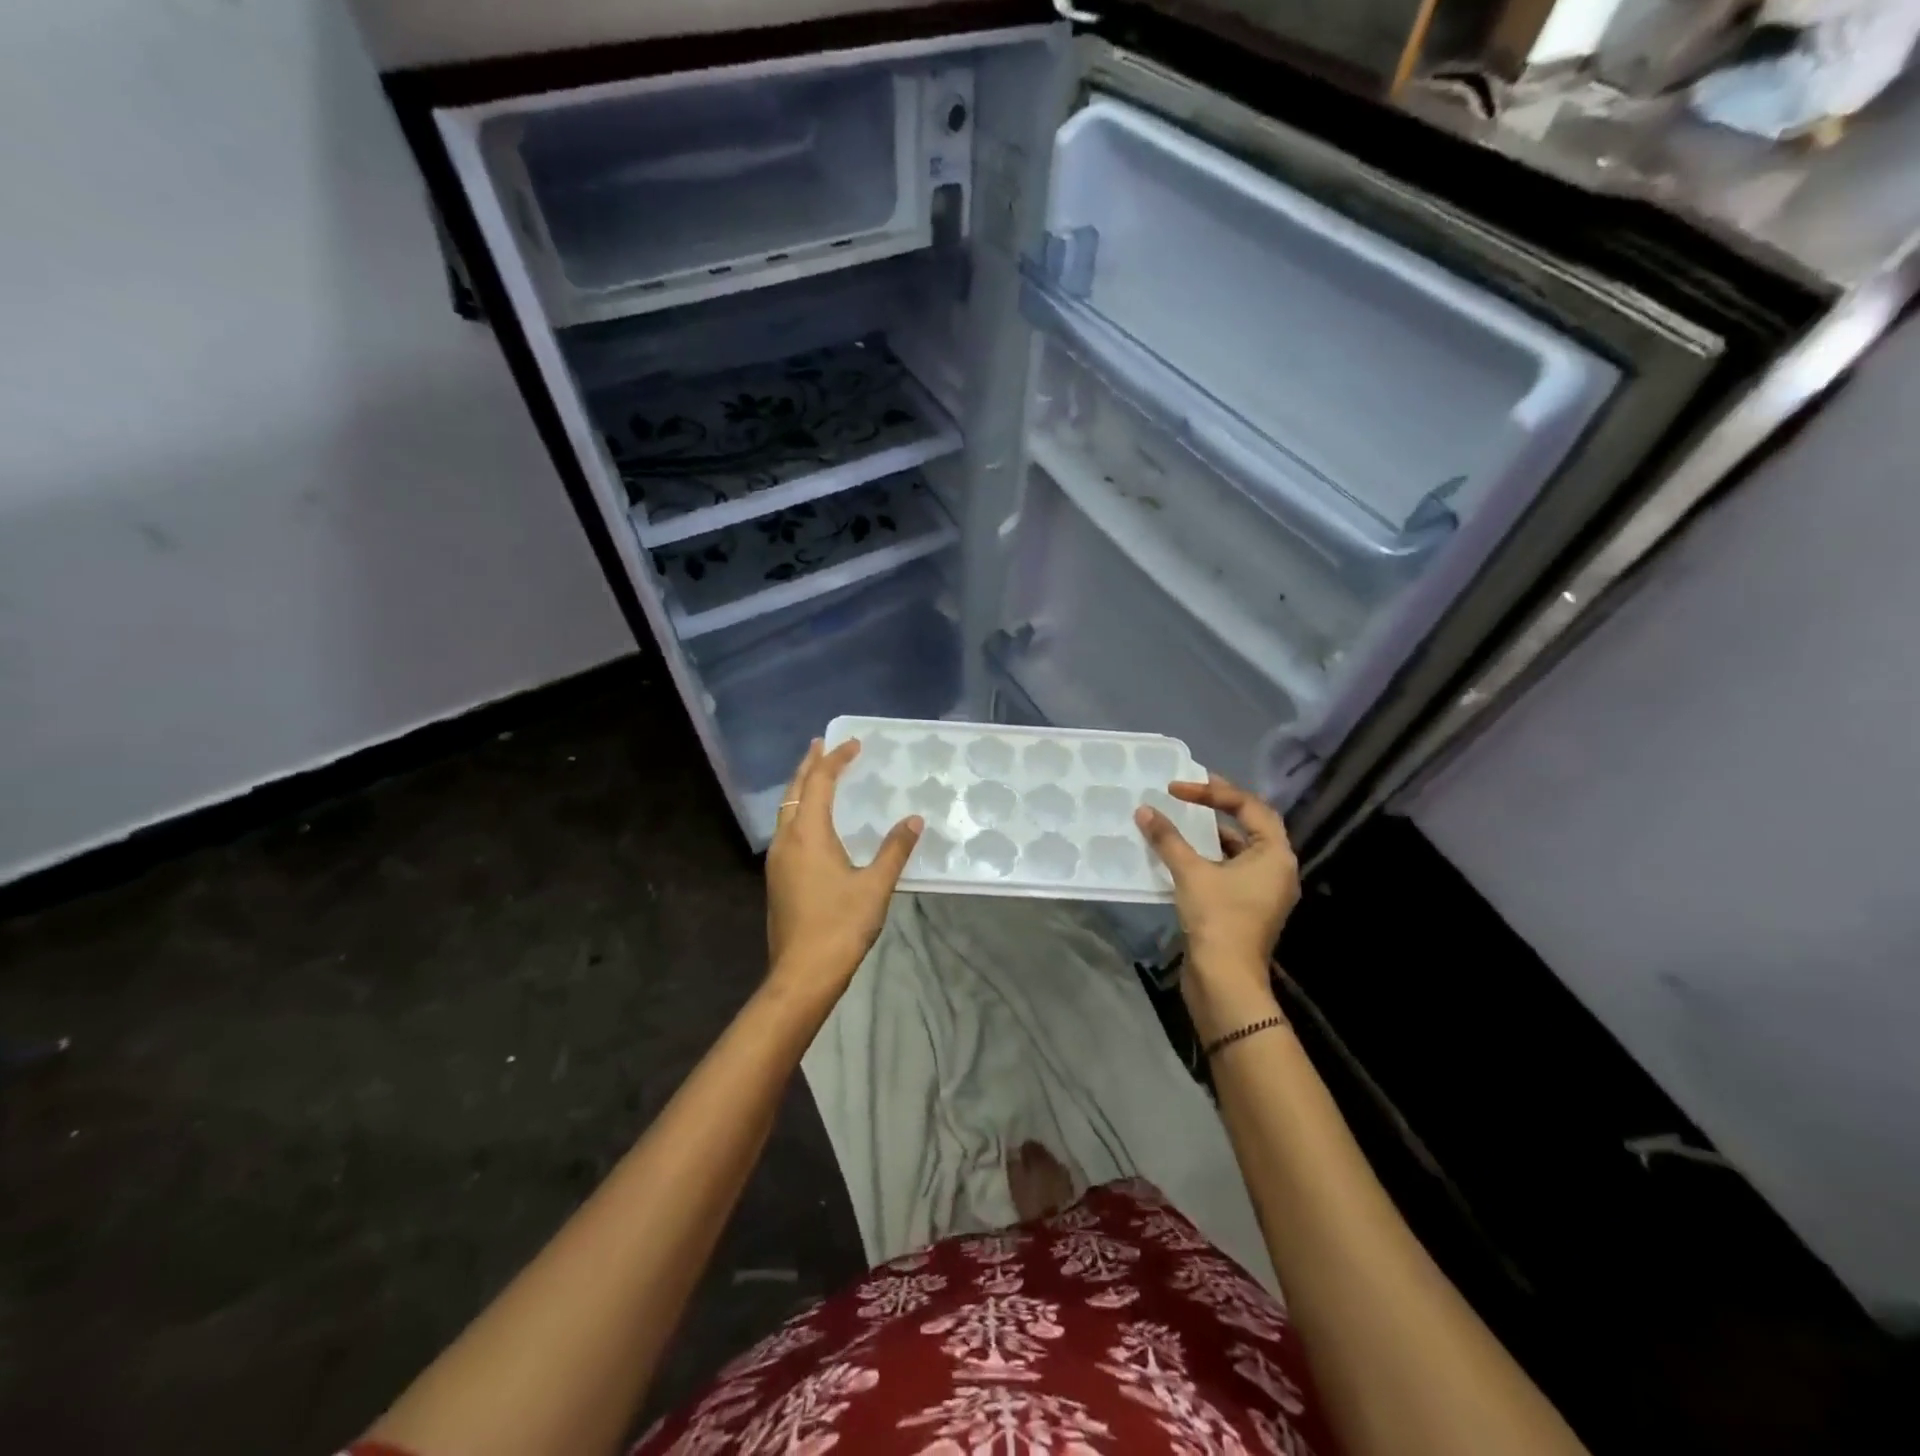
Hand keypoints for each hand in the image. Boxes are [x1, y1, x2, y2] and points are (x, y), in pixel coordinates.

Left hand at [765, 739, 922, 1004]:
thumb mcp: (875, 886)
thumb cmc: (840, 926)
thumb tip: (914, 820)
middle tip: (821, 745)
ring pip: (786, 811)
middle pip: (794, 792)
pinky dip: (799, 812)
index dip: (835, 760)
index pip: (818, 783)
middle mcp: (786, 841)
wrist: (802, 974)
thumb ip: (894, 850)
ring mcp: (777, 861)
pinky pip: (787, 830)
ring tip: (817, 777)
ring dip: (801, 789)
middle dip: (808, 766)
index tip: (852, 743)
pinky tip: (813, 824)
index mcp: (808, 835)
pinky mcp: (777, 879)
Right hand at [1136, 774, 1300, 1040]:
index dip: (1213, 791)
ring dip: (1210, 834)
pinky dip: (1207, 858)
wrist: (1225, 980)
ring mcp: (1264, 891)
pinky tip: (1180, 856)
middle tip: (1188, 791)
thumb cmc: (1217, 919)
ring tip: (1180, 821)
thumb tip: (1144, 810)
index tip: (1177, 789)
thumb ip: (1168, 838)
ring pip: (1238, 850)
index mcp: (1275, 854)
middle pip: (1250, 825)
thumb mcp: (1190, 872)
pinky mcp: (1247, 908)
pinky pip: (1229, 870)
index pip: (1249, 806)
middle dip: (1218, 806)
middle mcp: (1277, 869)